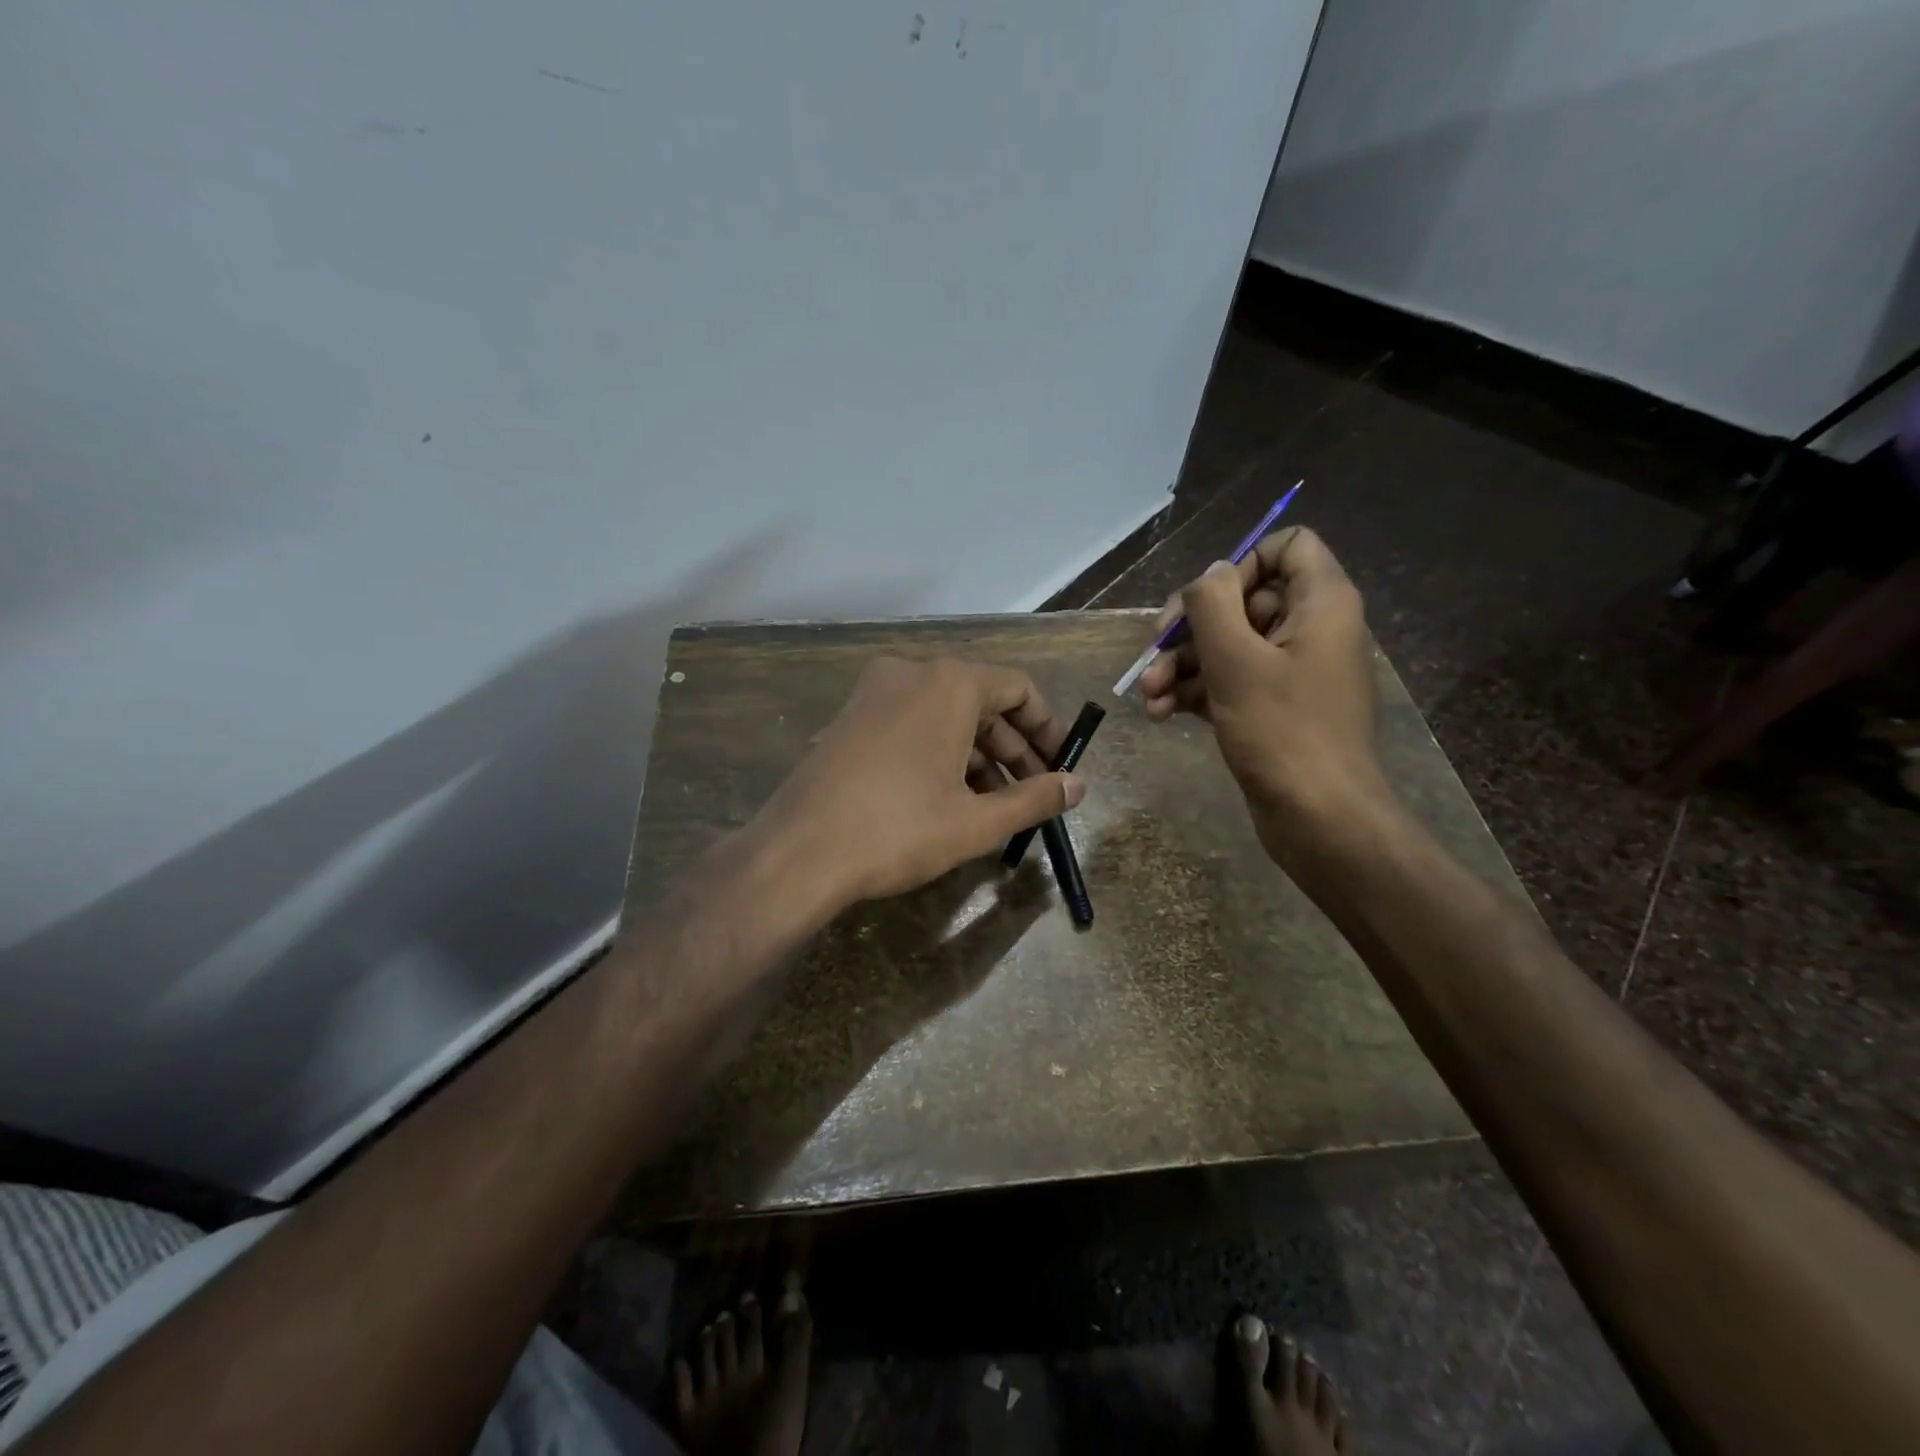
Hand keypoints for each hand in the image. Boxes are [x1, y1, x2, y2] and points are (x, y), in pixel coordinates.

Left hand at [753, 657, 1083, 907]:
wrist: (798, 852)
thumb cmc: (899, 830)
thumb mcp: (976, 821)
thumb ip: (1034, 799)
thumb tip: (1078, 785)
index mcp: (949, 683)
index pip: (1018, 689)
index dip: (1047, 728)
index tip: (1062, 765)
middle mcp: (911, 673)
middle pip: (981, 702)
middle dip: (1012, 749)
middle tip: (1033, 794)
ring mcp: (873, 693)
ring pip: (944, 715)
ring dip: (977, 756)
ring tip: (994, 806)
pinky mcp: (849, 718)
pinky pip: (911, 724)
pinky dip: (939, 752)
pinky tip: (947, 798)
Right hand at [1138, 527, 1389, 859]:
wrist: (1319, 818)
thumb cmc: (1282, 730)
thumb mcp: (1236, 660)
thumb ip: (1213, 605)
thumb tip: (1208, 575)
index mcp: (1321, 603)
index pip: (1287, 546)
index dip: (1240, 564)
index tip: (1206, 603)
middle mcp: (1311, 629)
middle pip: (1243, 600)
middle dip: (1190, 628)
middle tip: (1152, 654)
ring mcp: (1292, 671)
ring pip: (1228, 646)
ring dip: (1181, 666)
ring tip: (1147, 696)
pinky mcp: (1275, 708)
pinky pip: (1230, 682)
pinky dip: (1195, 692)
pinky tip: (1160, 714)